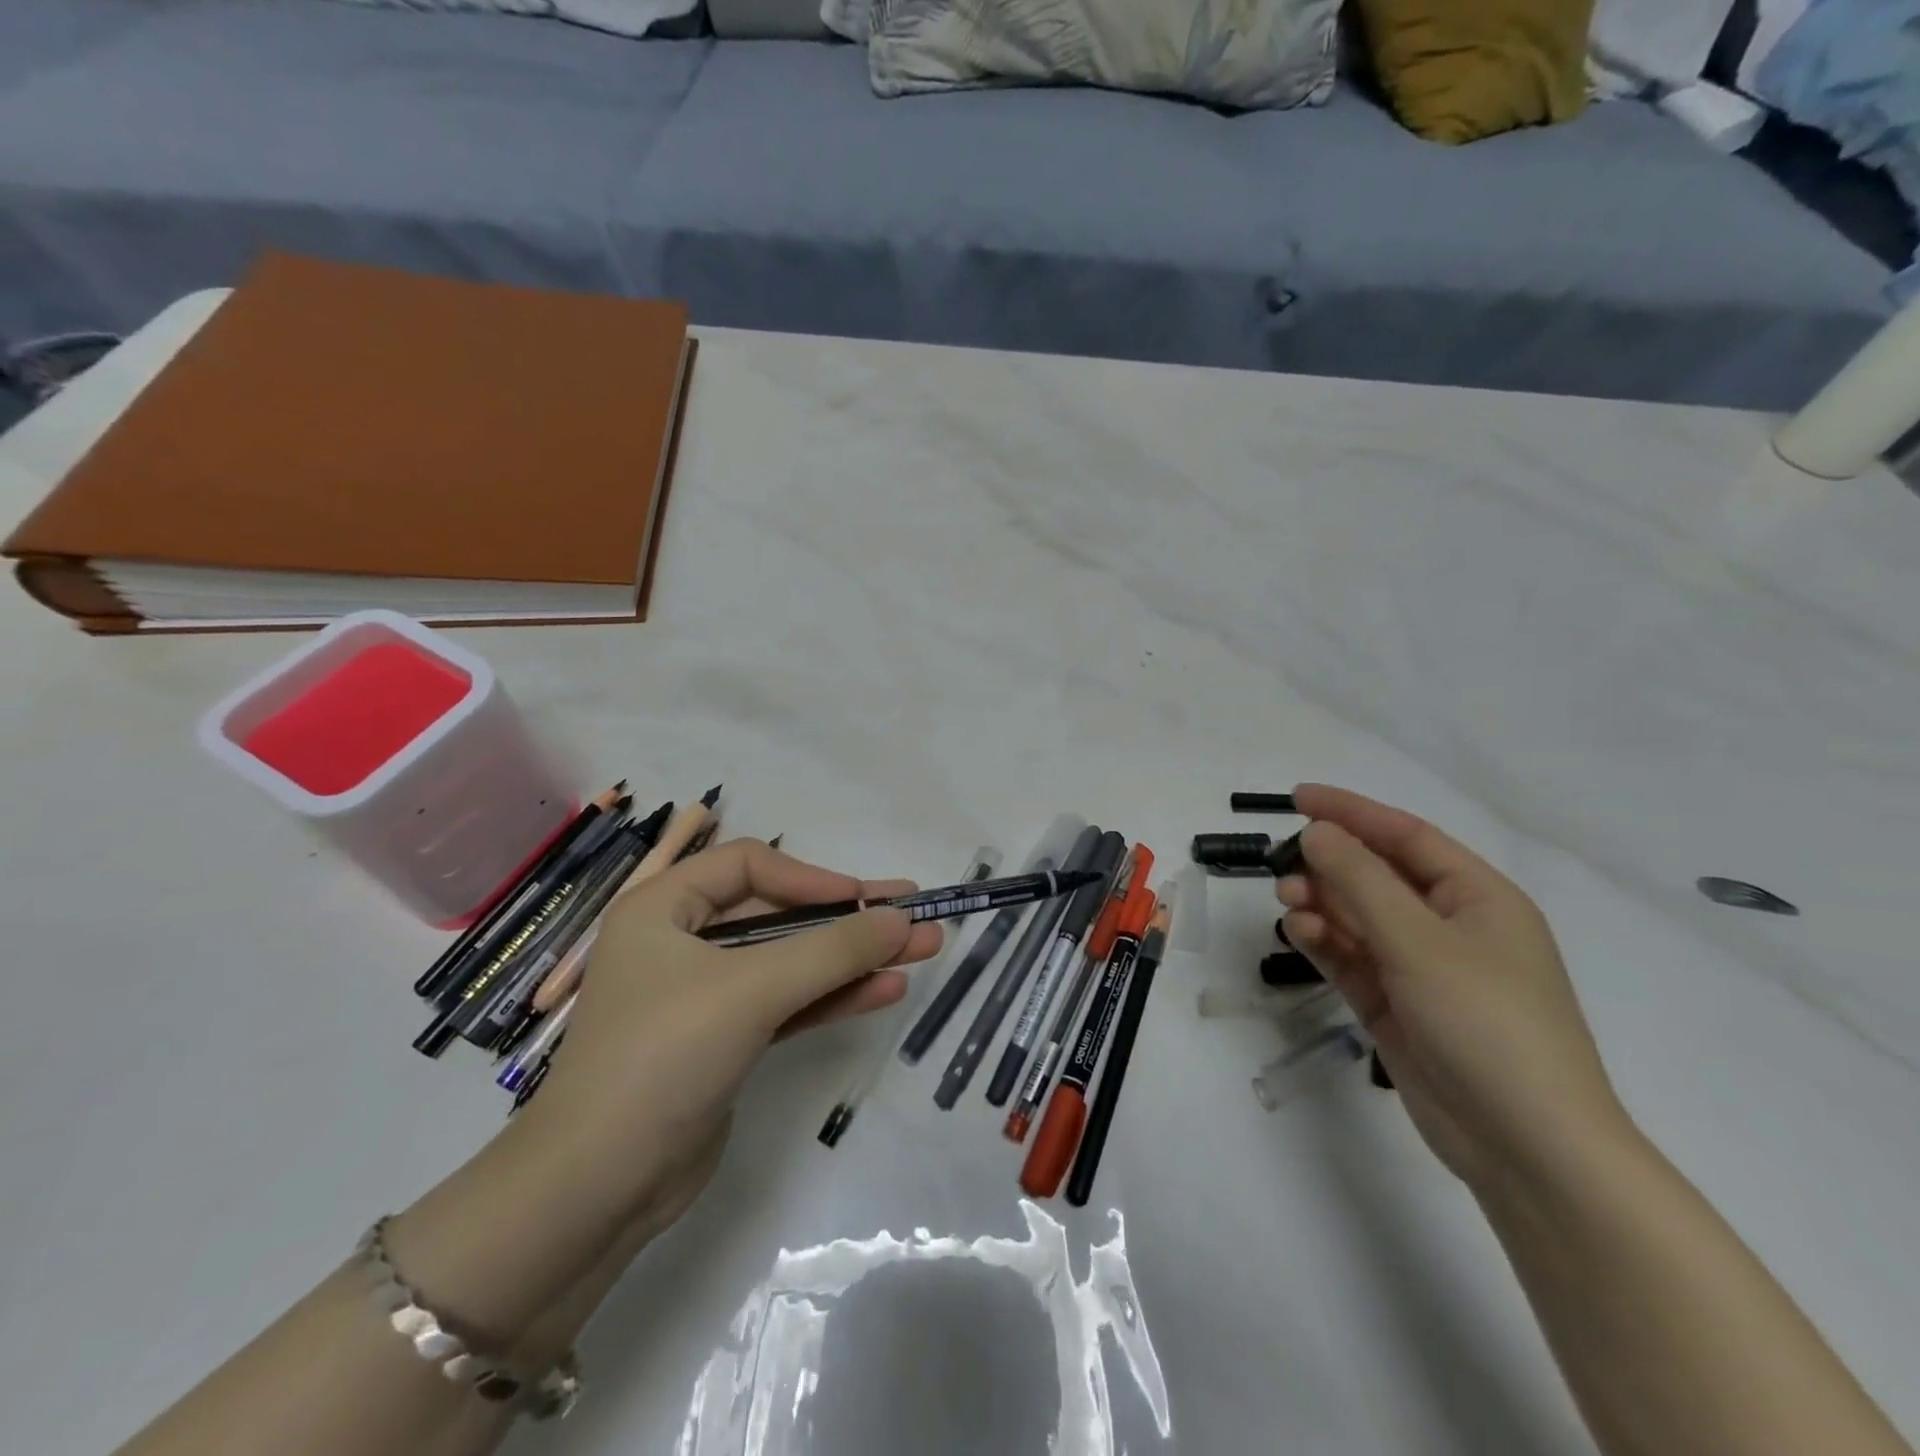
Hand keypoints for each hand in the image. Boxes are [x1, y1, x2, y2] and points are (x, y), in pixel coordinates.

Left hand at [523, 839, 942, 1230]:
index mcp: (662, 908)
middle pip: (778, 913)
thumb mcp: (752, 990)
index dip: (811, 877)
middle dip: (847, 918)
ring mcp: (704, 995)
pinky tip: (886, 990)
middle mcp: (681, 942)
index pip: (749, 866)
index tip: (863, 900)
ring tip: (922, 950)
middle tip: (914, 914)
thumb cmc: (663, 1056)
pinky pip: (787, 1003)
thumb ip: (833, 950)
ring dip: (853, 958)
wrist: (597, 1190)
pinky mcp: (724, 1041)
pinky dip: (833, 997)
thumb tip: (903, 918)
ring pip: (790, 961)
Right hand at [1276, 785, 1632, 1193]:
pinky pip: (1352, 957)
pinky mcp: (1397, 1005)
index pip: (1406, 836)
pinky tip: (1300, 935)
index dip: (1352, 812)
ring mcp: (1422, 968)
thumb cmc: (1487, 1024)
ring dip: (1322, 904)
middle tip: (1283, 867)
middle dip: (1329, 866)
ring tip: (1289, 904)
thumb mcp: (1419, 942)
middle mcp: (1450, 926)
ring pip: (1358, 917)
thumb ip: (1361, 881)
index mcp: (1478, 898)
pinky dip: (1324, 942)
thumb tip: (1318, 831)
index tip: (1298, 797)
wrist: (1527, 1147)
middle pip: (1377, 876)